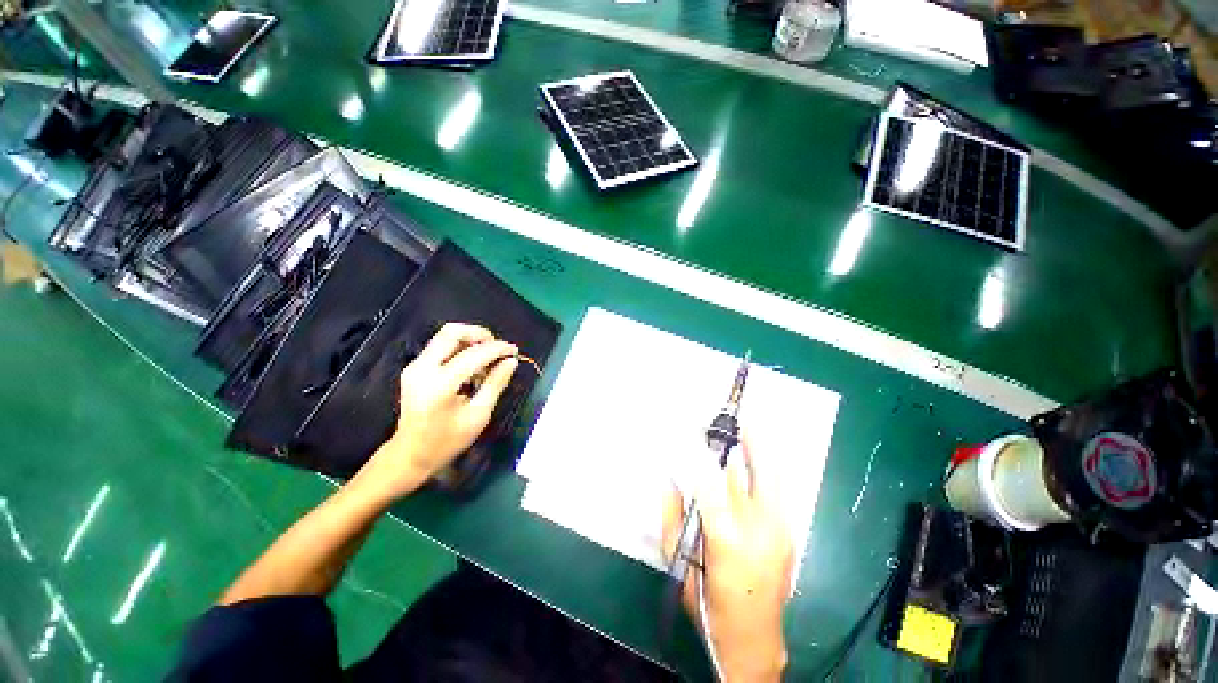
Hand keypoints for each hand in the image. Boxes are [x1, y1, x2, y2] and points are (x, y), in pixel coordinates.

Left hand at [352, 323, 518, 502]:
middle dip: (480, 335)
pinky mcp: (415, 368)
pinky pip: (441, 347)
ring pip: (446, 336)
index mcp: (439, 384)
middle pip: (453, 332)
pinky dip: (461, 350)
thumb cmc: (447, 441)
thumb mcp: (478, 415)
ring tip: (486, 363)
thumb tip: (511, 361)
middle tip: (497, 349)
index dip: (497, 349)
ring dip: (471, 342)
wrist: (410, 455)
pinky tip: (473, 369)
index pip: (474, 354)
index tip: (514, 351)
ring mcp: (415, 366)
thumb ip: (495, 384)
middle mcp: (423, 368)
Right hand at [662, 436, 792, 682]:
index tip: (689, 434)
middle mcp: (759, 531)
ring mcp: (780, 532)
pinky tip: (753, 454)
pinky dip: (762, 469)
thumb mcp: (681, 564)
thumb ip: (673, 518)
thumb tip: (669, 482)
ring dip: (756, 450)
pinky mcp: (789, 535)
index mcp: (727, 542)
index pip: (711, 486)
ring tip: (745, 424)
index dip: (699, 457)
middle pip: (748, 475)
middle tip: (732, 418)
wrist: (755, 639)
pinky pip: (774, 491)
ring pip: (768, 479)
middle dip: (740, 443)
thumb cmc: (710, 604)